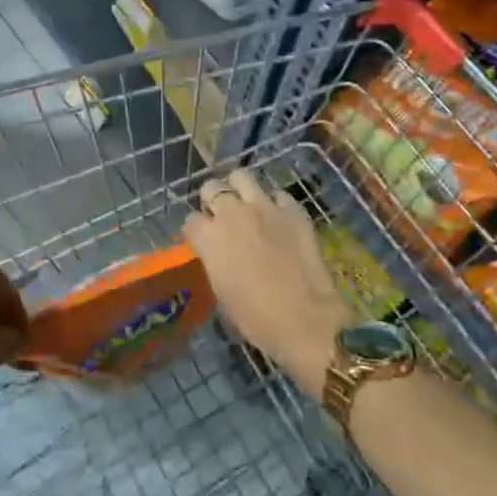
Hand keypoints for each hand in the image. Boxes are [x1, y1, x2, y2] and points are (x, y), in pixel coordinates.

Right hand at [183, 171, 354, 398]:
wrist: (305, 318)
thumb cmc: (256, 318)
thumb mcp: (221, 291)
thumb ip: (214, 260)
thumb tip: (217, 252)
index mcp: (209, 237)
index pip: (191, 219)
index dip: (196, 229)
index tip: (202, 238)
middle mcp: (232, 213)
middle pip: (212, 188)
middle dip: (213, 199)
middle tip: (222, 215)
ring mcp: (264, 206)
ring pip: (242, 177)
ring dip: (239, 188)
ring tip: (246, 202)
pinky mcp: (292, 209)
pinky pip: (278, 194)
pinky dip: (274, 203)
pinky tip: (278, 217)